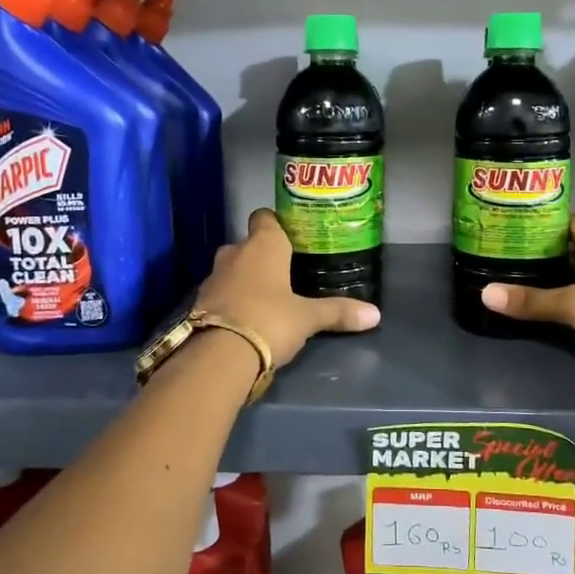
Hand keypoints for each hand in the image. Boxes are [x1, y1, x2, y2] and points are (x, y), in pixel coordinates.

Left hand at [194, 208, 380, 367]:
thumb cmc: (270, 320)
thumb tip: (375, 315)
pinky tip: (245, 317)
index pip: (264, 217)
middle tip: (283, 272)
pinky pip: (220, 293)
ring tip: (266, 298)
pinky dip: (231, 301)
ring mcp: (213, 278)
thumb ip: (338, 312)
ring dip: (244, 279)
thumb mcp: (308, 318)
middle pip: (247, 244)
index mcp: (263, 246)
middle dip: (261, 255)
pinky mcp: (199, 304)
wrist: (218, 356)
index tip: (290, 235)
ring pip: (231, 269)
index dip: (275, 223)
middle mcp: (234, 254)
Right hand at [481, 217, 574, 384]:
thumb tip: (484, 294)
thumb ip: (532, 301)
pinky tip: (548, 311)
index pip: (563, 220)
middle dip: (540, 254)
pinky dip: (570, 303)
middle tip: (501, 259)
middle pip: (569, 248)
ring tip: (515, 283)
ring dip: (555, 280)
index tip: (507, 230)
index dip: (538, 223)